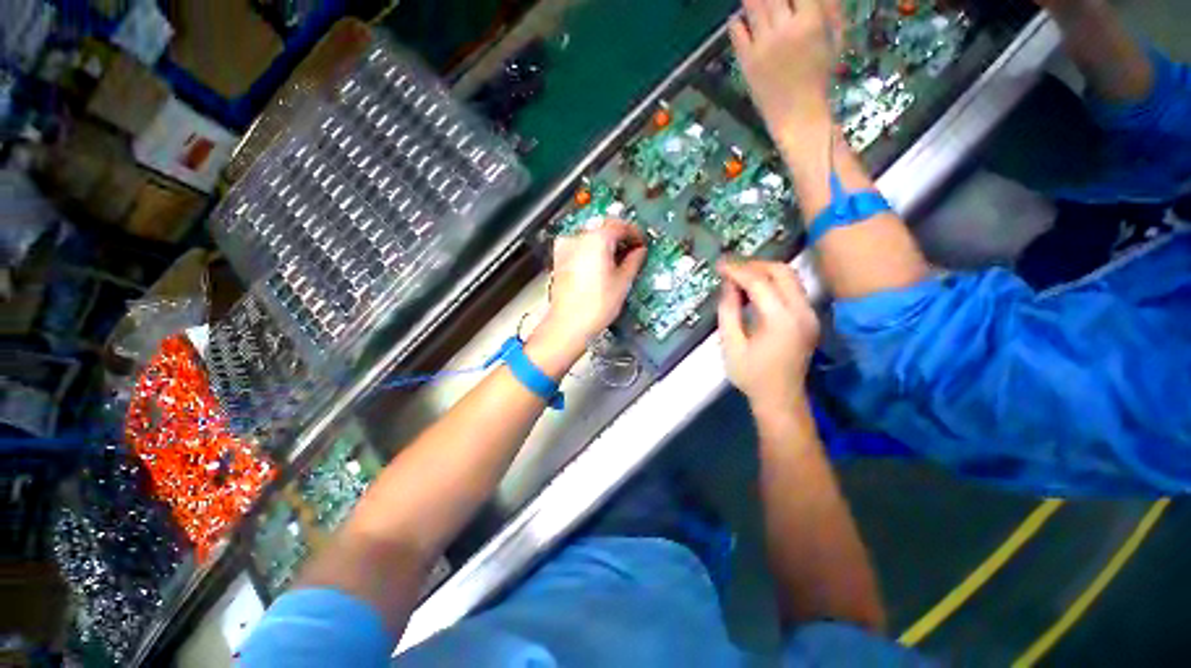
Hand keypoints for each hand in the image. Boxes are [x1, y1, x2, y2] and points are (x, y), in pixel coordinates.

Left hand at [531, 221, 646, 365]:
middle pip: (603, 228)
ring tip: (617, 261)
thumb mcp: (622, 282)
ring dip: (606, 244)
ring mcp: (565, 248)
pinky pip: (579, 247)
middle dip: (619, 238)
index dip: (634, 233)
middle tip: (632, 251)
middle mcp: (578, 238)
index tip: (641, 243)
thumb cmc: (595, 306)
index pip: (620, 225)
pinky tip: (600, 266)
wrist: (568, 325)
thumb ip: (633, 261)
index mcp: (596, 239)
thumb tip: (639, 252)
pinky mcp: (559, 260)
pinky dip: (592, 251)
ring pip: (591, 237)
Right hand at [717, 260, 819, 417]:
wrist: (781, 399)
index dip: (737, 270)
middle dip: (753, 265)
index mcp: (781, 320)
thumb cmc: (751, 375)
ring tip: (739, 276)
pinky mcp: (809, 318)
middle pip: (782, 271)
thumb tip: (727, 285)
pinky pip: (792, 289)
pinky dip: (772, 282)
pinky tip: (754, 289)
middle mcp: (801, 312)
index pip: (760, 282)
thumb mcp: (731, 345)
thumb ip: (728, 311)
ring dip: (764, 272)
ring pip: (790, 277)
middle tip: (730, 269)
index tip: (719, 265)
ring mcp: (809, 314)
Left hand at [730, 0, 841, 142]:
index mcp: (811, 21)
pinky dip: (737, 19)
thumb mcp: (834, 39)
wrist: (796, 115)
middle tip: (771, 1)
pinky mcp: (746, 60)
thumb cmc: (819, 78)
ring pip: (751, 3)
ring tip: (755, 2)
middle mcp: (784, 28)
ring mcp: (762, 44)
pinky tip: (742, 20)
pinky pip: (735, 29)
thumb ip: (827, 8)